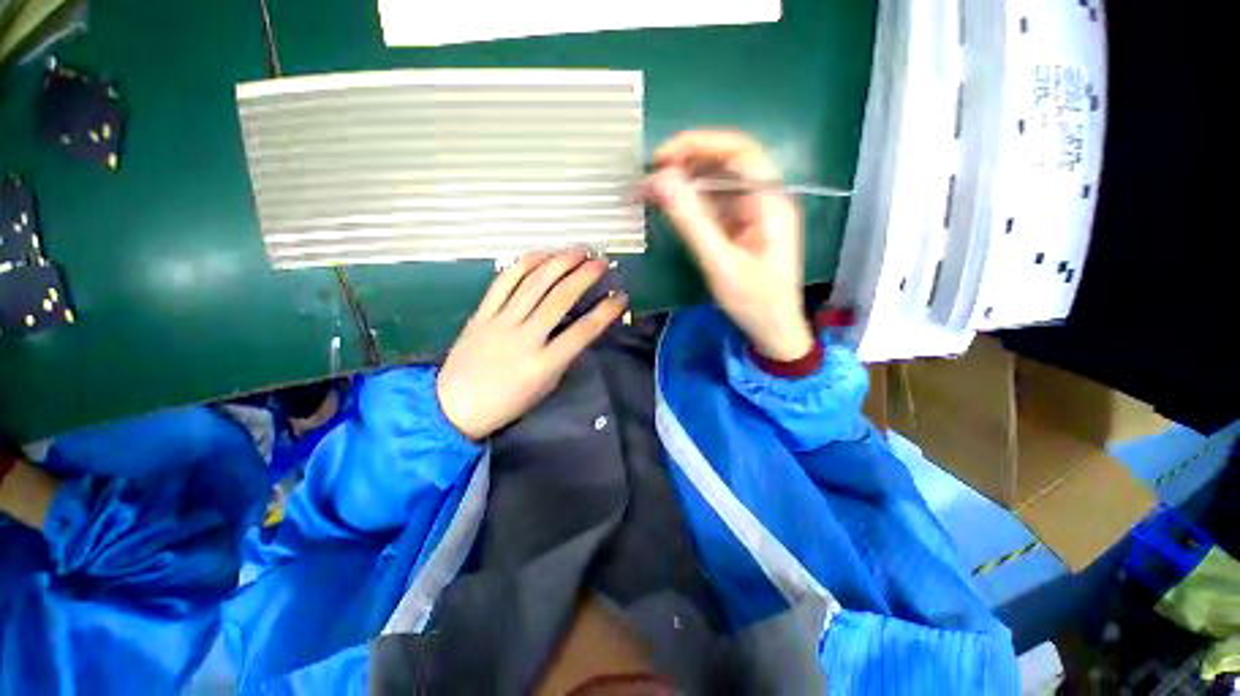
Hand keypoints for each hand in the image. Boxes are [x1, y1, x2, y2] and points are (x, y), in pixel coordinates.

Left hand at [437, 249, 627, 439]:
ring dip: (559, 263)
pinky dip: (523, 265)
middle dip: (585, 275)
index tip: (620, 296)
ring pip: (534, 284)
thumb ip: (563, 356)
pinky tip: (540, 255)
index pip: (583, 331)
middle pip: (559, 298)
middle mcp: (524, 338)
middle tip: (601, 261)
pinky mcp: (481, 314)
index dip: (606, 311)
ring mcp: (500, 322)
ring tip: (578, 251)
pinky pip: (503, 283)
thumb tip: (580, 329)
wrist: (453, 407)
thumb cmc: (506, 403)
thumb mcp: (545, 387)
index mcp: (544, 364)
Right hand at [646, 131, 813, 360]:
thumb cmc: (754, 301)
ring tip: (651, 190)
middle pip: (726, 163)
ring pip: (717, 184)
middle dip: (687, 163)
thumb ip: (692, 222)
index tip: (662, 156)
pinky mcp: (741, 228)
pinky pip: (715, 205)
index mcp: (770, 201)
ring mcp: (753, 213)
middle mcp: (764, 199)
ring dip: (684, 183)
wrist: (774, 330)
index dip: (699, 144)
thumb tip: (661, 180)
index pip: (738, 151)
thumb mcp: (720, 263)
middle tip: (650, 175)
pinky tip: (670, 206)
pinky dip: (691, 202)